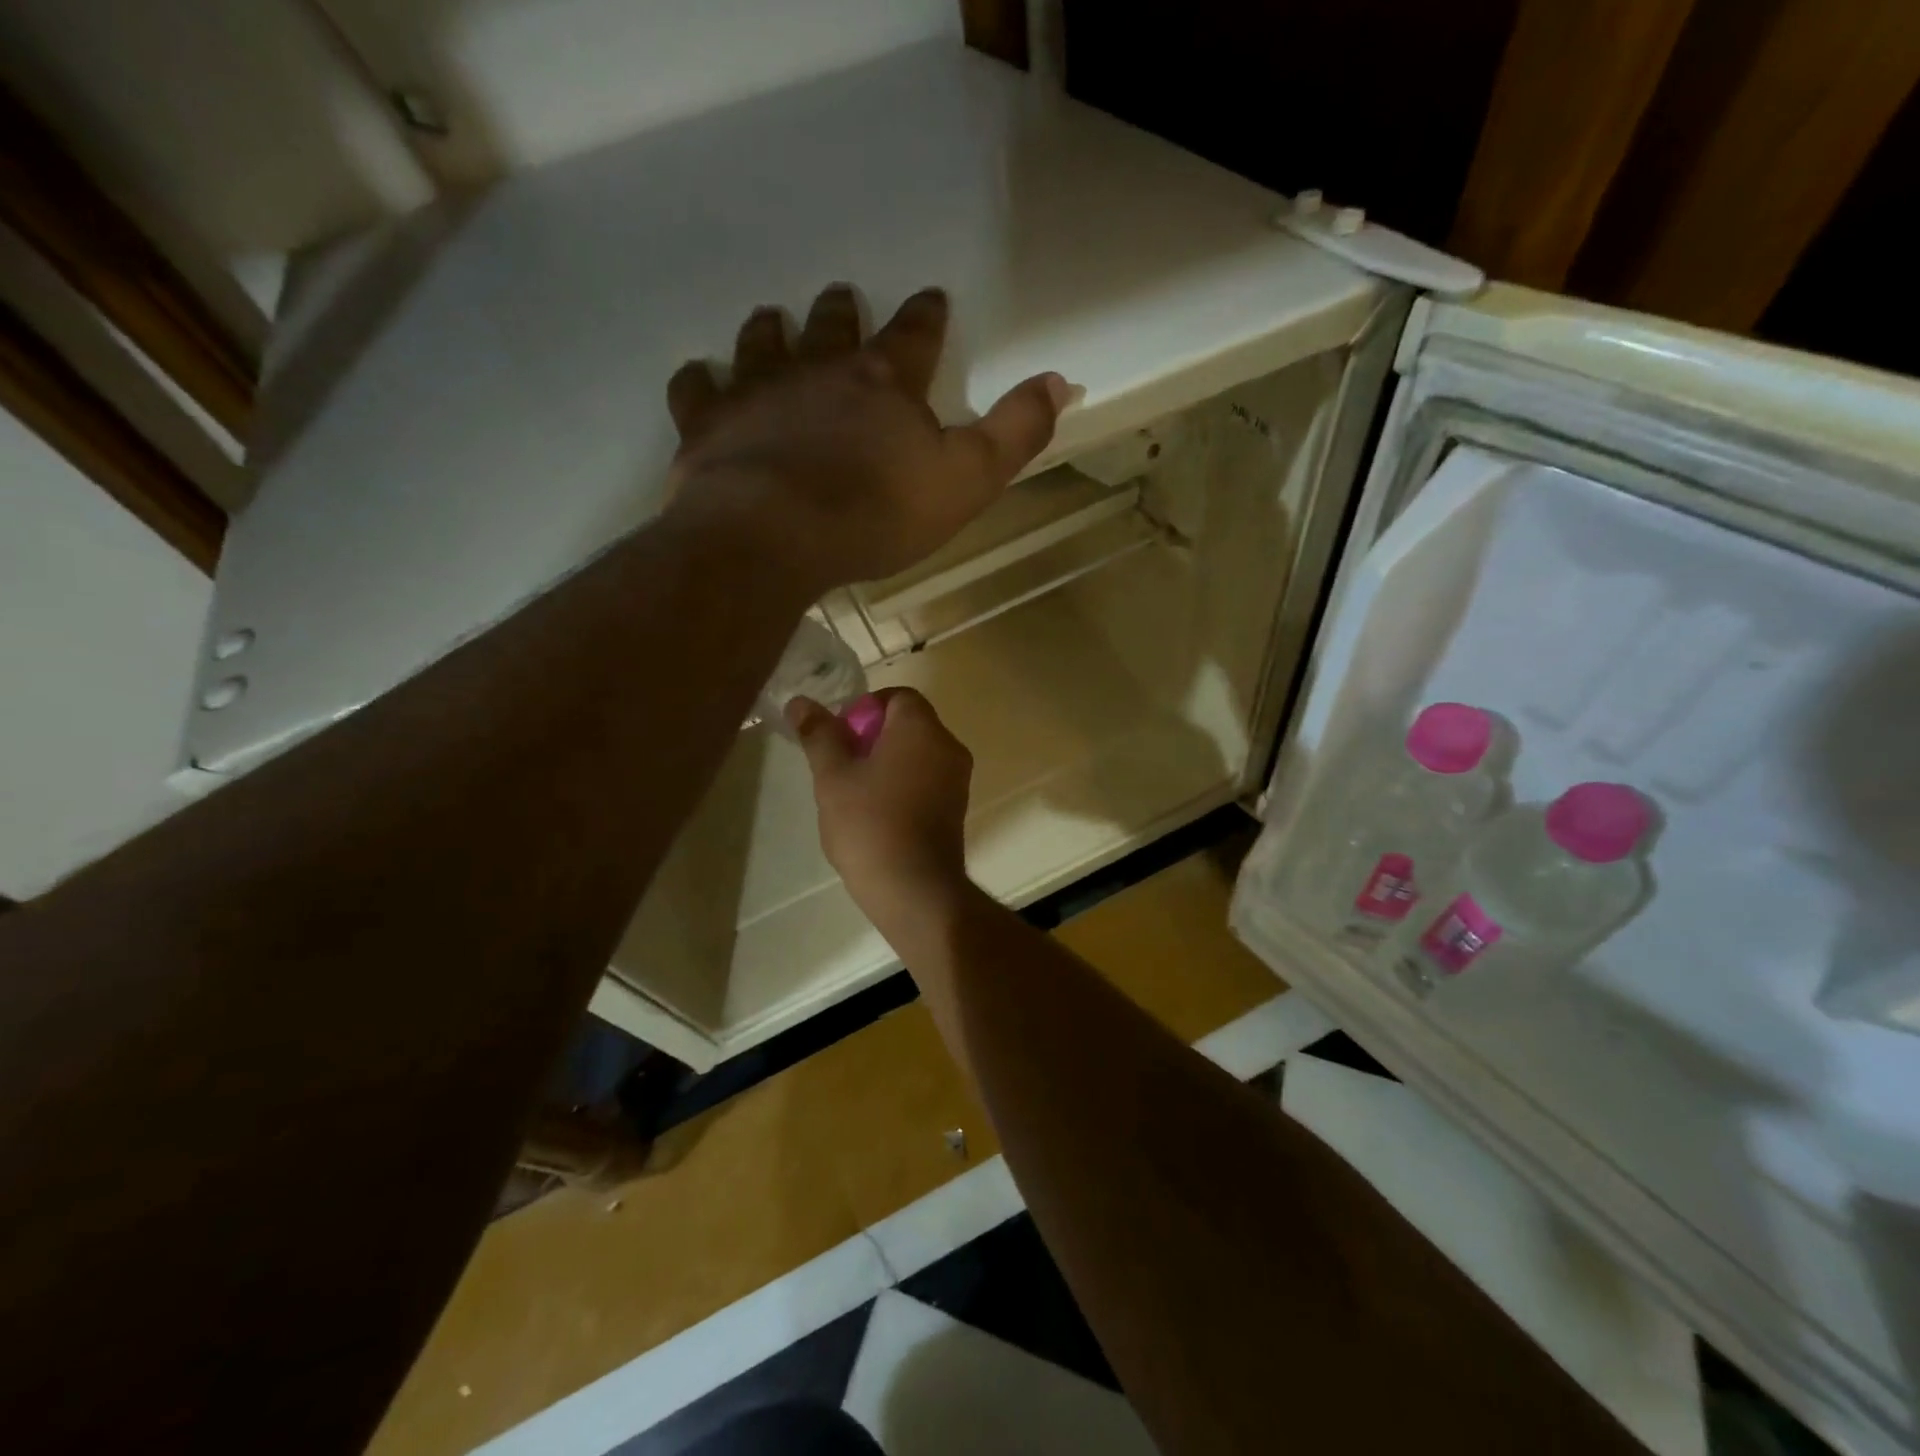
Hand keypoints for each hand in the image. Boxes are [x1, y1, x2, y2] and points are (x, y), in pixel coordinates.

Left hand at [664, 284, 1070, 593]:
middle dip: (841, 312)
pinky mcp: (708, 424)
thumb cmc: (877, 513)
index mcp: (884, 382)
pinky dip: (701, 381)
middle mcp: (818, 369)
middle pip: (832, 327)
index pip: (915, 335)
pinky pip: (698, 388)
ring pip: (762, 343)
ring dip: (770, 330)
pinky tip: (701, 379)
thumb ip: (1015, 432)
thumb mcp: (968, 480)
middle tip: (839, 297)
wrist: (774, 535)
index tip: (931, 298)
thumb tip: (1062, 380)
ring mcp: (756, 391)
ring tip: (770, 319)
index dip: (926, 316)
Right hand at [785, 688, 973, 928]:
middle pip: (909, 724)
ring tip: (854, 794)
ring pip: (918, 754)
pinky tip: (878, 815)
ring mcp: (958, 779)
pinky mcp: (957, 808)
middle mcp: (948, 746)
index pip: (897, 696)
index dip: (864, 708)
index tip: (840, 736)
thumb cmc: (870, 824)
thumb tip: (801, 703)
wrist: (915, 888)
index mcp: (922, 728)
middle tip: (841, 766)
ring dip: (887, 763)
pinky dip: (904, 785)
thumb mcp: (833, 776)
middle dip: (872, 738)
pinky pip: (928, 780)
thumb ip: (819, 735)